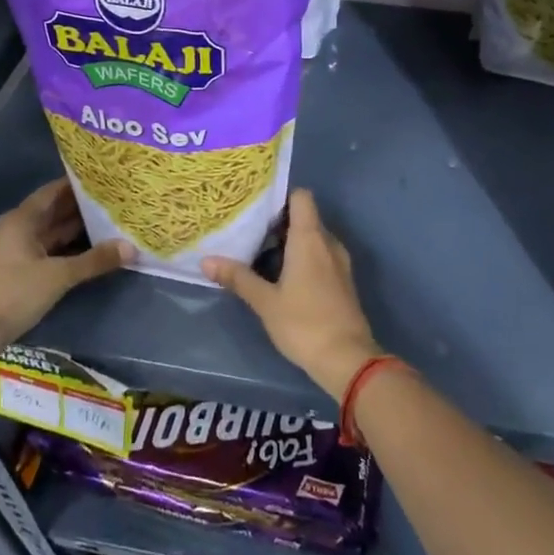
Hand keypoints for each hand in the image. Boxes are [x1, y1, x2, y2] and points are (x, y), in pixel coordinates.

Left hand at [0, 179, 133, 343]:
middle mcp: (19, 229)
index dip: (80, 183)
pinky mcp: (19, 273)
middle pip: (55, 211)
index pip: (55, 190)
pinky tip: (93, 252)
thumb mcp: (58, 276)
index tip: (108, 178)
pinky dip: (70, 251)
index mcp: (23, 219)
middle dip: (84, 208)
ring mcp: (17, 252)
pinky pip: (50, 252)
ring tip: (113, 223)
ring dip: (79, 231)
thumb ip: (94, 260)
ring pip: (53, 234)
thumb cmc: (12, 293)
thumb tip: (132, 247)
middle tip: (118, 201)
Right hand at [203, 190, 382, 402]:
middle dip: (279, 221)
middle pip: (305, 217)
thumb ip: (238, 278)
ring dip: (290, 242)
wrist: (347, 358)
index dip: (281, 196)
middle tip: (249, 231)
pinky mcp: (343, 280)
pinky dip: (303, 257)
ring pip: (313, 238)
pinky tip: (282, 276)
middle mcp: (328, 242)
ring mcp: (339, 261)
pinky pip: (321, 256)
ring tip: (260, 252)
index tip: (257, 206)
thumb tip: (206, 260)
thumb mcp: (265, 301)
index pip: (301, 197)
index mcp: (310, 238)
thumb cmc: (304, 323)